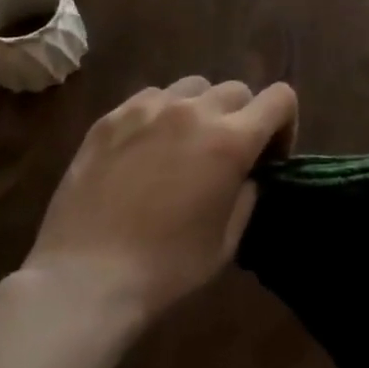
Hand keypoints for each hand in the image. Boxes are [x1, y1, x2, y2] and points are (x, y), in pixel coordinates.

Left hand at [21, 78, 296, 326]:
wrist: (84, 280)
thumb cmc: (166, 268)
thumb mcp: (227, 241)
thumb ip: (247, 195)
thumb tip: (247, 175)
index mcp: (232, 140)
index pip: (280, 98)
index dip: (284, 123)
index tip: (269, 156)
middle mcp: (195, 112)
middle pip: (237, 90)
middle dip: (242, 118)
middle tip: (225, 156)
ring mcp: (150, 109)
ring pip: (193, 87)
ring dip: (201, 109)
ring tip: (184, 145)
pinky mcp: (111, 118)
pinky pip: (151, 98)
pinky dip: (160, 114)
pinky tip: (145, 148)